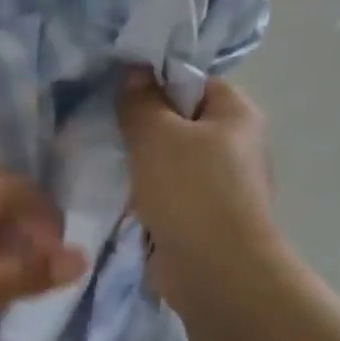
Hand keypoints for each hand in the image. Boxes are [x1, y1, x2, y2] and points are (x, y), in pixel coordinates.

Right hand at [116, 71, 280, 311]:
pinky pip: (164, 194)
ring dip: (138, 164)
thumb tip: (133, 71)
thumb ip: (140, 101)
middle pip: (179, 122)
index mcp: (236, 114)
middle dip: (141, 127)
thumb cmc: (190, 190)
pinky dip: (142, 195)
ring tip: (103, 162)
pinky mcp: (200, 218)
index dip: (156, 83)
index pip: (194, 82)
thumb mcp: (156, 134)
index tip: (117, 94)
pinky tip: (115, 197)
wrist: (213, 269)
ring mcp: (219, 185)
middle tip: (103, 128)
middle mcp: (234, 145)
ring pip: (168, 161)